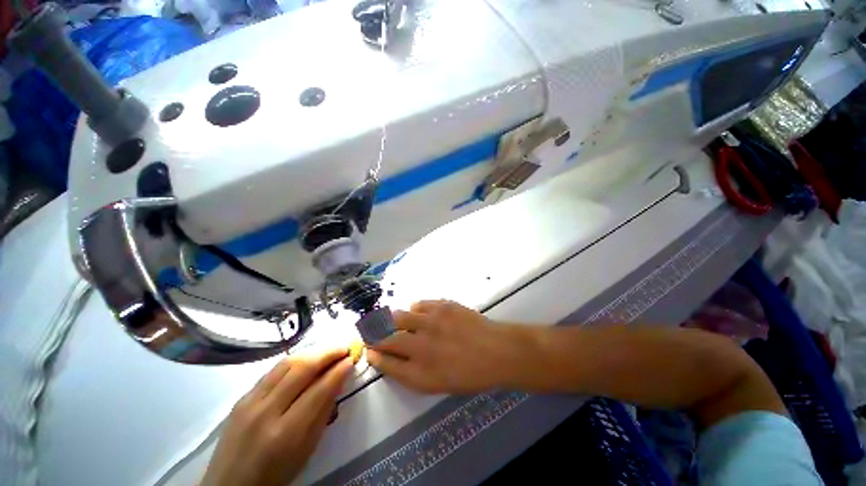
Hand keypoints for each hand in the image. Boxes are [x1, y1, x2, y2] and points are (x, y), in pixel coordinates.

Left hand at [201, 349, 353, 485]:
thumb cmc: (276, 474)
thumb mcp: (307, 449)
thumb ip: (324, 411)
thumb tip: (340, 378)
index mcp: (286, 433)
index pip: (319, 390)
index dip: (339, 370)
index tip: (353, 358)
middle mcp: (266, 412)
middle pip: (302, 368)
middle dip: (328, 353)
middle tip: (345, 347)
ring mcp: (249, 402)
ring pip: (287, 363)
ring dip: (313, 351)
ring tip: (330, 349)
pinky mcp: (241, 397)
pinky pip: (273, 370)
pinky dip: (295, 360)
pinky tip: (307, 359)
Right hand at [366, 300, 520, 393]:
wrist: (497, 351)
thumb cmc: (470, 374)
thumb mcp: (438, 384)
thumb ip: (410, 373)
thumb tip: (390, 358)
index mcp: (420, 372)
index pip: (385, 362)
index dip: (373, 354)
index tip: (369, 350)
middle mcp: (421, 346)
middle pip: (385, 337)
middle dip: (373, 334)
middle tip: (371, 331)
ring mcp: (431, 322)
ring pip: (397, 316)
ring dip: (390, 319)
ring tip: (392, 320)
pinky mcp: (442, 305)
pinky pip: (418, 304)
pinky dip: (413, 309)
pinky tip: (419, 314)